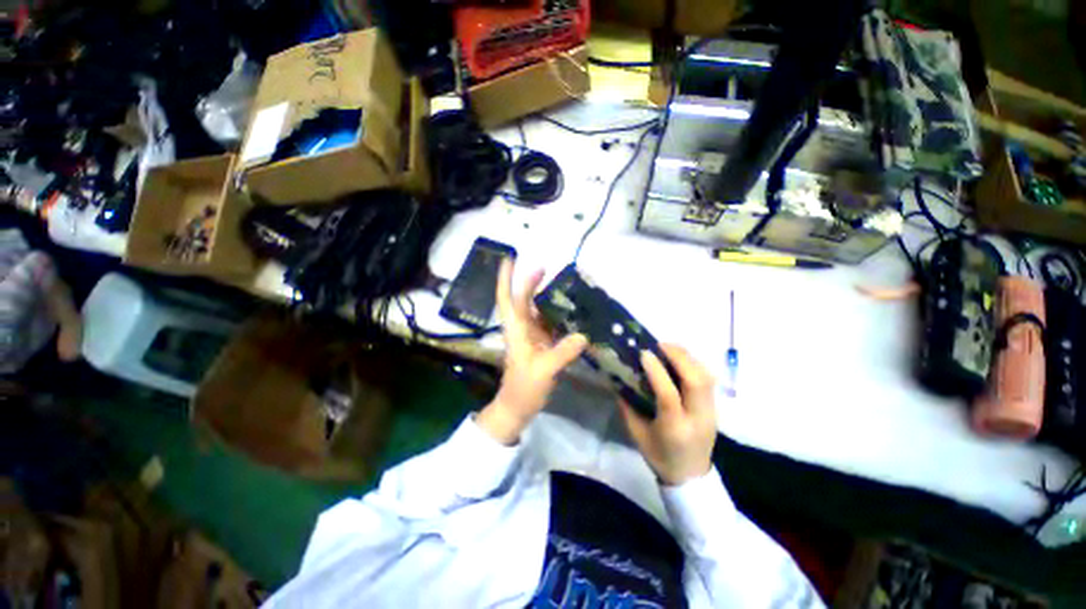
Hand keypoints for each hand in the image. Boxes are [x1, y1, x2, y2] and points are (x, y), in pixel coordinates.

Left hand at [477, 259, 587, 443]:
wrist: (519, 407)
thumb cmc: (523, 388)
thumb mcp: (542, 370)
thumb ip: (562, 353)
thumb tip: (583, 335)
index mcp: (516, 329)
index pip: (507, 298)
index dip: (506, 278)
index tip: (510, 258)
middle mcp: (522, 328)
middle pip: (525, 300)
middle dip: (533, 283)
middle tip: (550, 269)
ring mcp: (533, 336)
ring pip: (539, 311)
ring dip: (550, 299)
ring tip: (567, 287)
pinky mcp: (542, 344)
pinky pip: (552, 324)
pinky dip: (561, 317)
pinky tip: (574, 312)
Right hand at [619, 344, 716, 485]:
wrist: (691, 477)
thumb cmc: (660, 456)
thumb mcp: (636, 434)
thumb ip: (626, 406)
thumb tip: (618, 378)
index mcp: (674, 428)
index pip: (668, 394)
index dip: (656, 371)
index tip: (644, 353)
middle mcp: (697, 418)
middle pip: (696, 381)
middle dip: (679, 357)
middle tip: (659, 344)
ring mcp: (711, 413)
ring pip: (706, 377)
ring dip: (687, 358)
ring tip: (669, 348)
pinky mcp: (715, 408)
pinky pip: (708, 379)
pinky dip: (694, 364)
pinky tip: (680, 360)